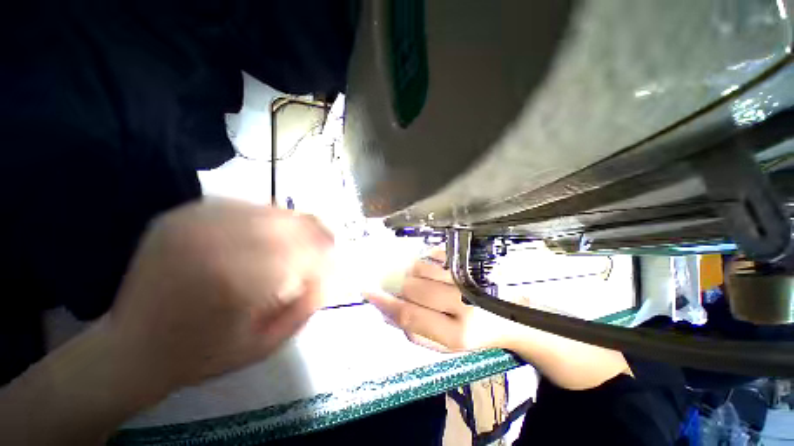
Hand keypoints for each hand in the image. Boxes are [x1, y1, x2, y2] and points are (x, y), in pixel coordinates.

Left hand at [108, 199, 333, 390]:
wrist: (131, 346)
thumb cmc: (203, 354)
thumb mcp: (266, 344)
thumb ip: (306, 304)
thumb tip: (333, 271)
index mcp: (235, 280)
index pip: (304, 251)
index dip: (326, 252)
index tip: (337, 258)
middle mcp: (213, 241)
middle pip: (289, 224)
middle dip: (317, 233)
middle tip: (328, 243)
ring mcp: (193, 221)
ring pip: (268, 210)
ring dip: (294, 224)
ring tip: (303, 238)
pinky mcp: (182, 214)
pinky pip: (242, 206)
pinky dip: (266, 217)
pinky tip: (269, 232)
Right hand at [366, 249, 521, 352]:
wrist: (517, 315)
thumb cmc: (479, 334)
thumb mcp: (449, 346)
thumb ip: (417, 333)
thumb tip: (387, 313)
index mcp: (457, 334)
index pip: (409, 316)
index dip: (385, 304)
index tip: (368, 292)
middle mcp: (463, 304)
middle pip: (412, 288)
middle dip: (403, 289)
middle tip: (409, 290)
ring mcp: (468, 277)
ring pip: (421, 268)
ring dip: (415, 274)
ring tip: (427, 281)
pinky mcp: (472, 261)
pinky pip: (435, 254)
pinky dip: (428, 261)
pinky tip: (437, 270)